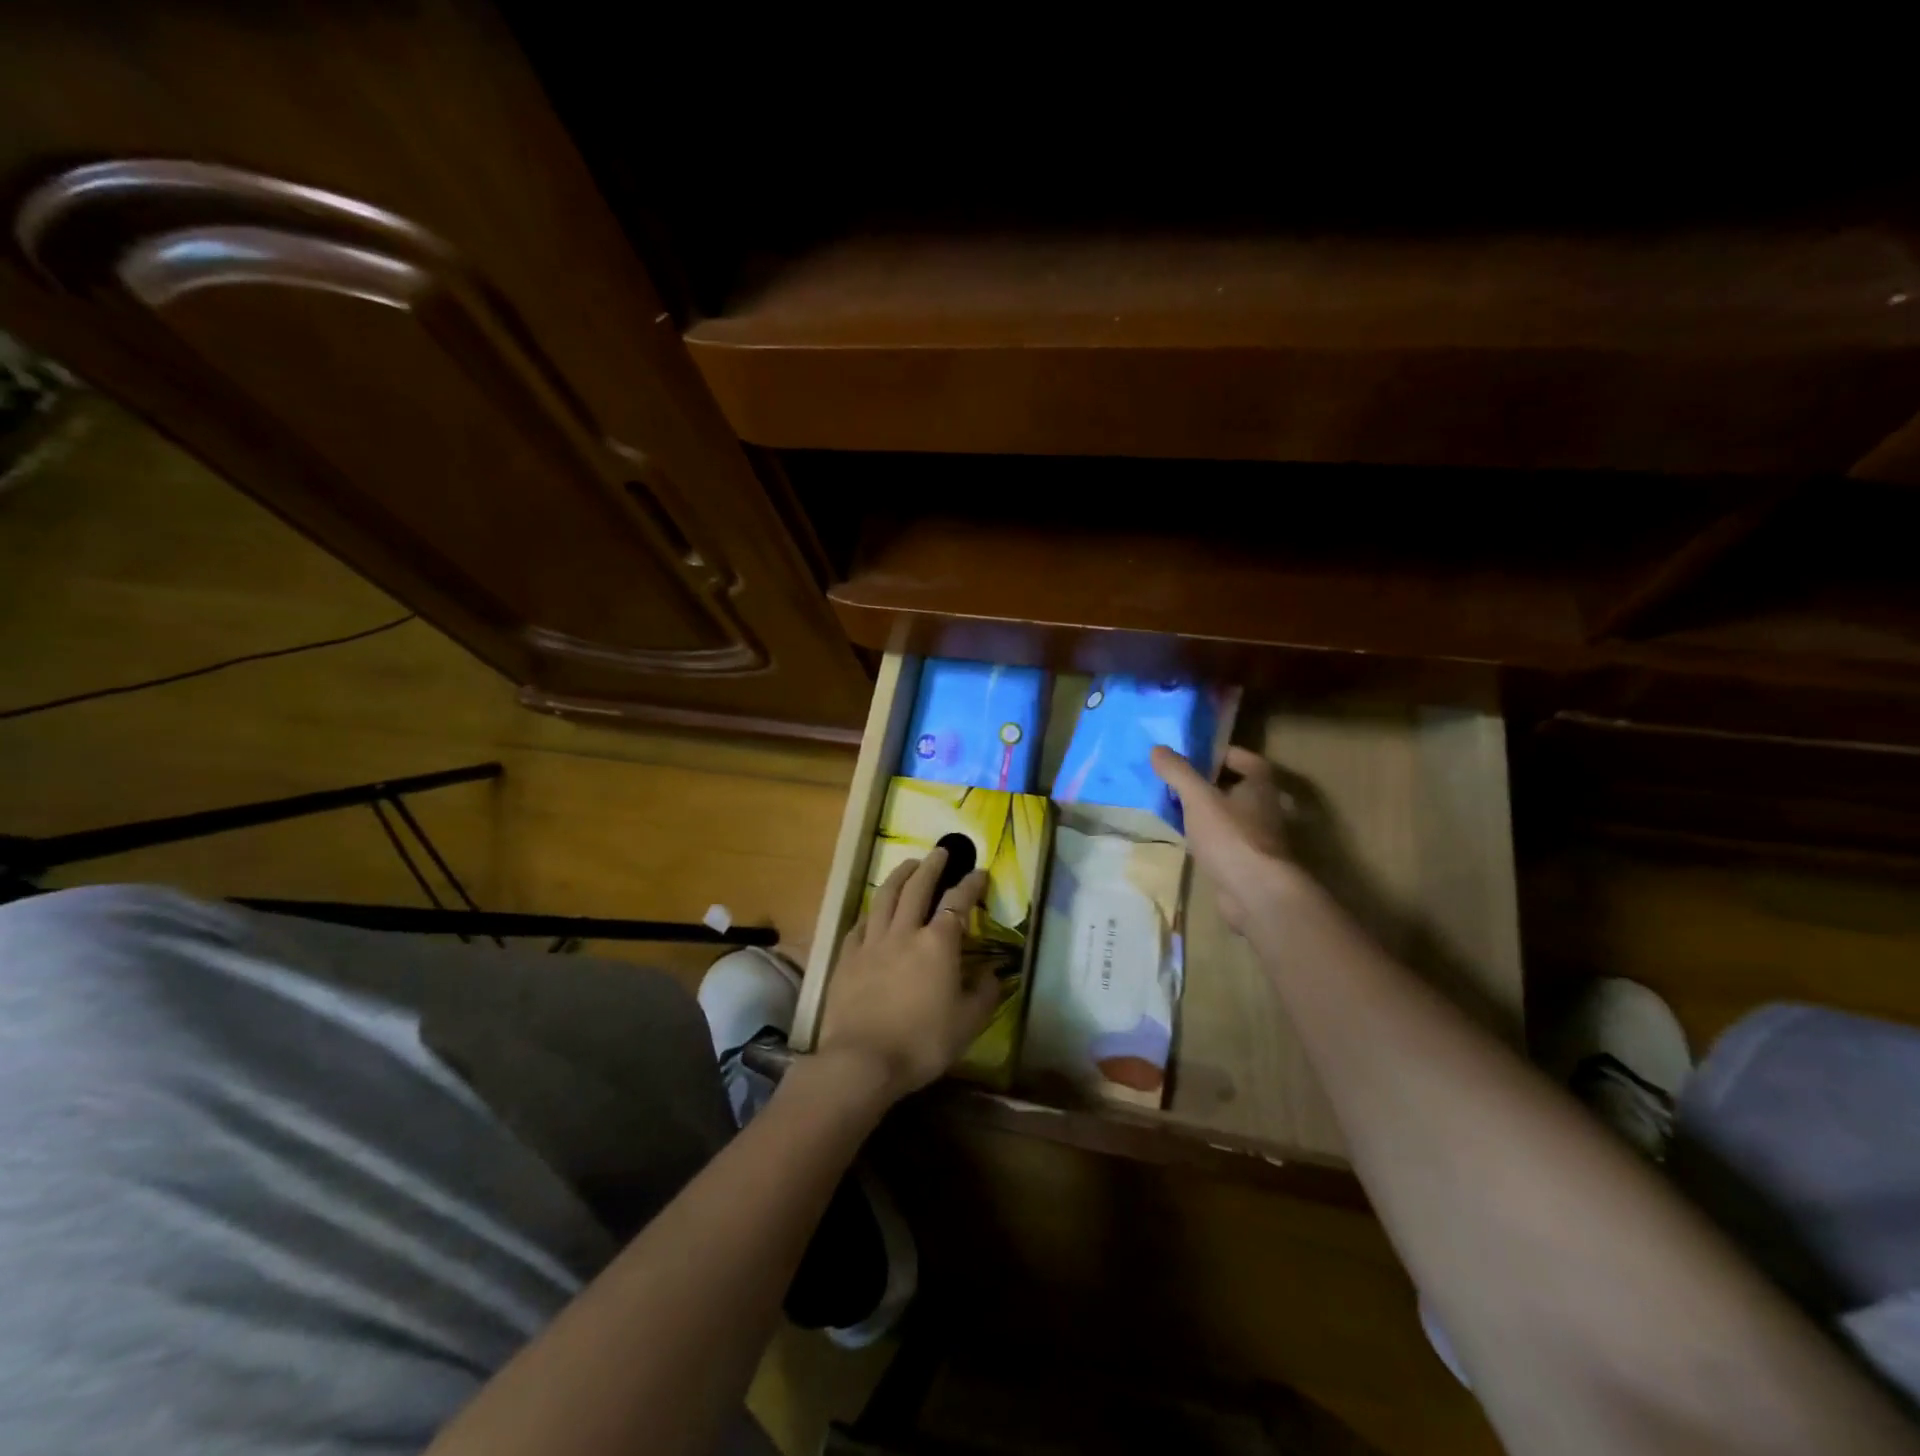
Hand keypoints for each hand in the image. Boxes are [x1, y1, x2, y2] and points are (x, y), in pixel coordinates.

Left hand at [814, 848, 997, 1100]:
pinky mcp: (847, 957)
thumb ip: (984, 994)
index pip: (957, 902)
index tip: (979, 872)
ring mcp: (872, 942)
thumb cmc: (922, 1043)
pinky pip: (860, 924)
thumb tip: (992, 973)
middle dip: (933, 866)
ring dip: (899, 876)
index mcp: (938, 943)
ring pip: (886, 897)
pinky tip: (874, 910)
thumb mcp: (968, 1024)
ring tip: (908, 864)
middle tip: (941, 851)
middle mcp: (905, 932)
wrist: (862, 1060)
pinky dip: (871, 912)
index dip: (970, 884)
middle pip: (918, 887)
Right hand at [1152, 744, 1296, 933]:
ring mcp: (1260, 839)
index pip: (1247, 760)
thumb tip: (1157, 748)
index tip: (1196, 756)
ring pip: (1232, 817)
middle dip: (1211, 784)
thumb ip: (1178, 772)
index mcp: (1261, 787)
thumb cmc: (1231, 837)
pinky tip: (1188, 841)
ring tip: (1178, 809)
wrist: (1256, 894)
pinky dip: (1210, 838)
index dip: (1222, 754)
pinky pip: (1226, 842)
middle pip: (1238, 788)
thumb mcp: (1198, 798)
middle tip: (1180, 782)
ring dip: (1209, 813)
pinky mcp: (1249, 864)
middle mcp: (1266, 809)